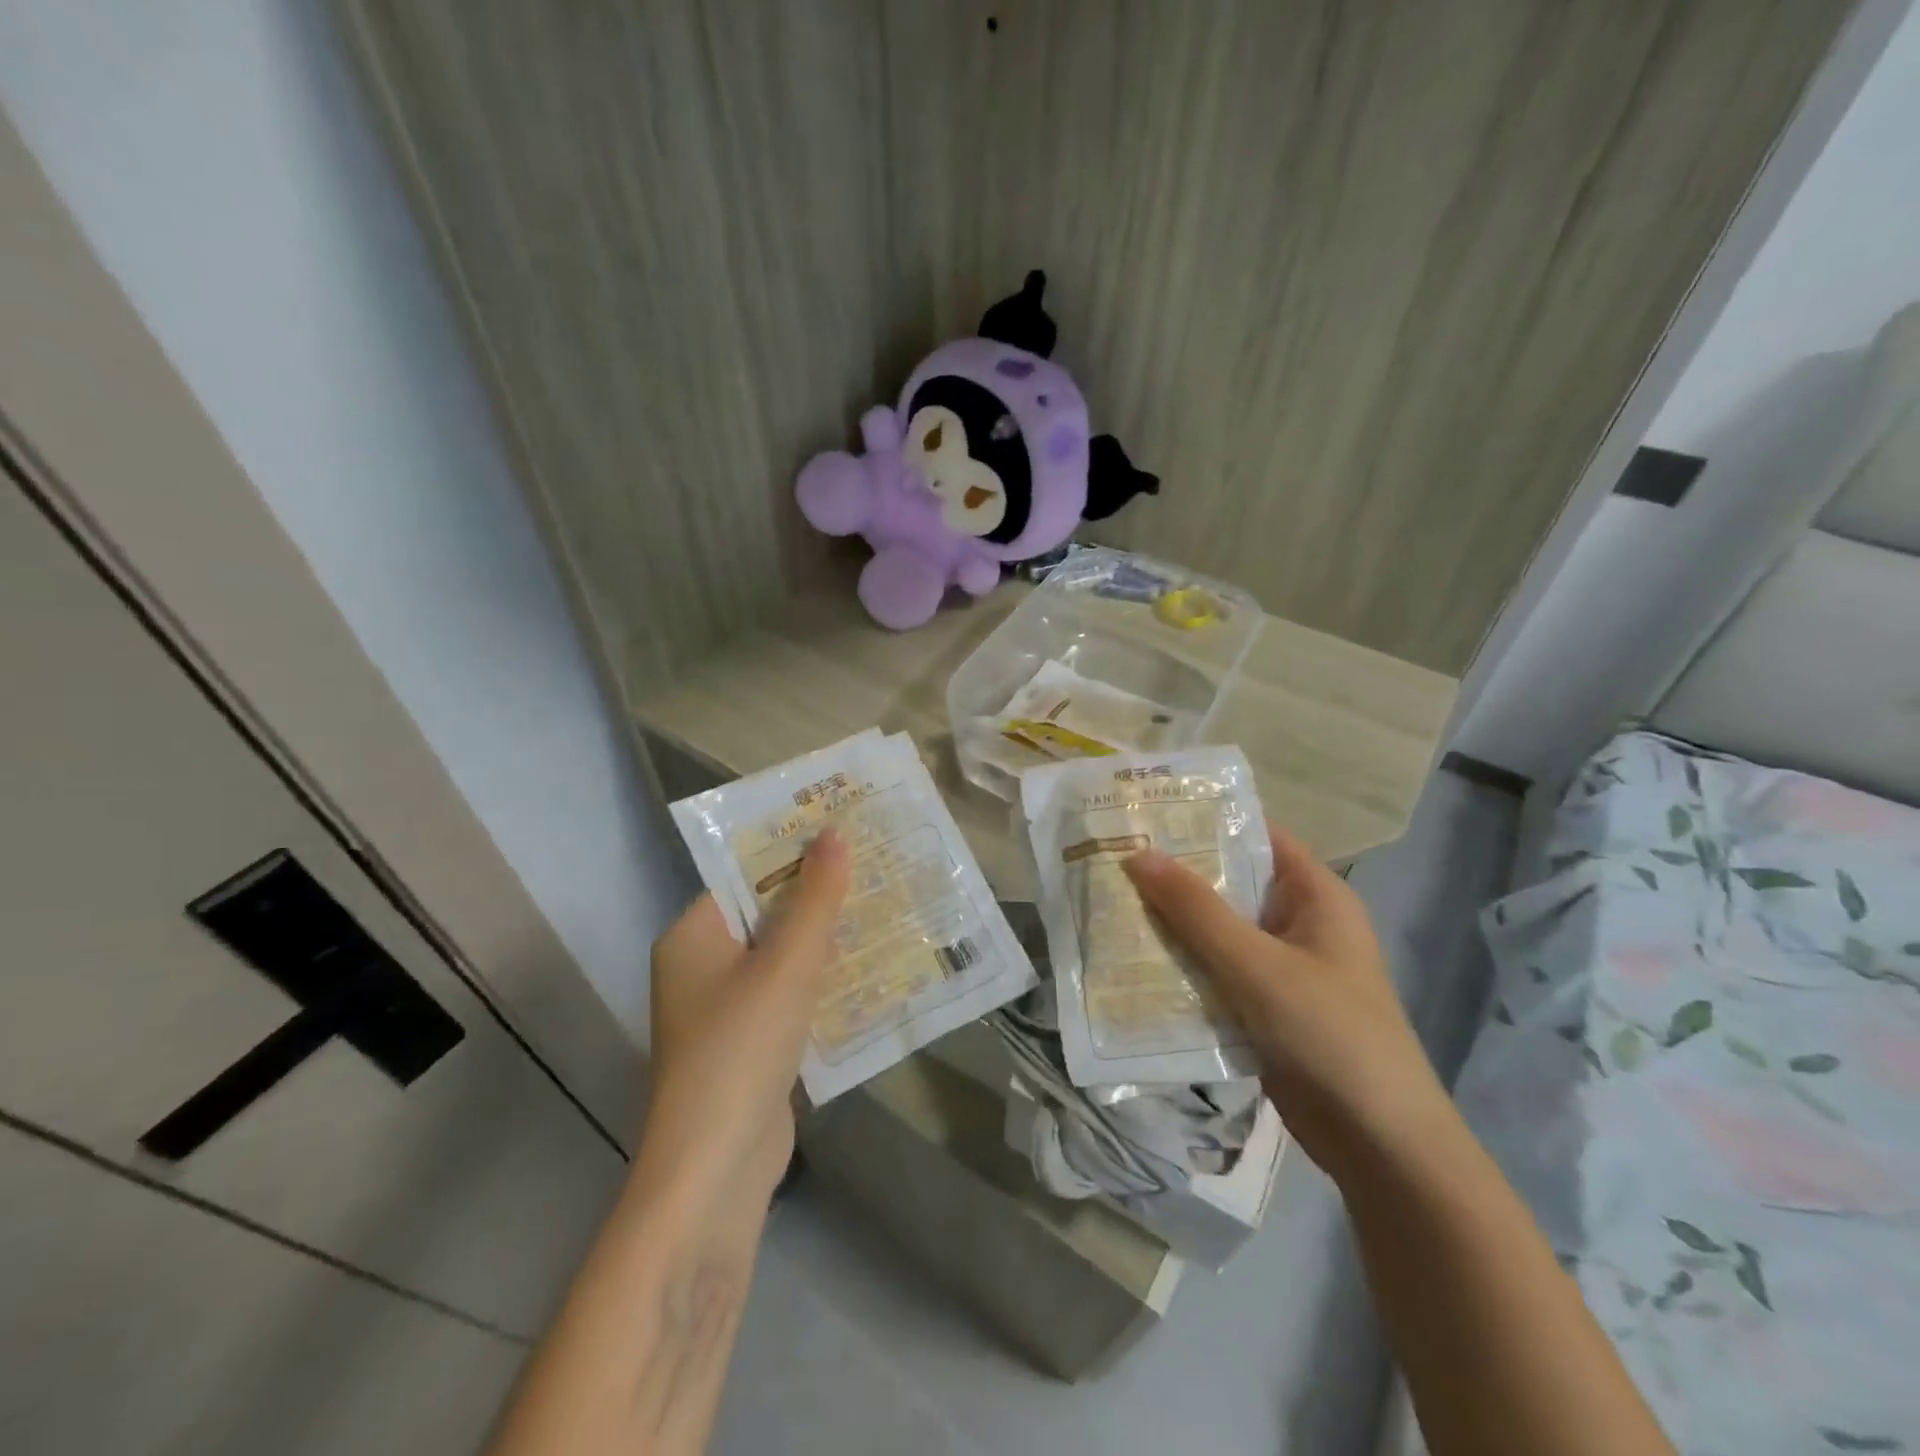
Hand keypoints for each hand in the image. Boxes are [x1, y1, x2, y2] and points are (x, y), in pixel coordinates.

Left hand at [638, 830, 850, 1211]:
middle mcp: (704, 965)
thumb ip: (815, 899)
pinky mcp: (753, 1043)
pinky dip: (826, 980)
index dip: (794, 849)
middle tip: (878, 861)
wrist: (714, 1174)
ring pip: (785, 956)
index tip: (845, 827)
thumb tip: (834, 832)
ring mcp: (727, 1008)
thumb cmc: (741, 1050)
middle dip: (821, 893)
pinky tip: (875, 965)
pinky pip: (793, 994)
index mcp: (694, 935)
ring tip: (887, 902)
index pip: (745, 875)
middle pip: (769, 913)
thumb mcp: (785, 966)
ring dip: (829, 937)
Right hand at [1123, 824, 1450, 1178]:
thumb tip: (1137, 854)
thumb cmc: (1328, 1034)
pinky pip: (1216, 974)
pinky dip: (1182, 967)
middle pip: (1229, 885)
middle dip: (1175, 877)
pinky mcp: (1266, 1009)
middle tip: (1112, 860)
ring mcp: (1282, 969)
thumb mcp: (1256, 964)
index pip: (1255, 837)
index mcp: (1314, 896)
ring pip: (1217, 933)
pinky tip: (1133, 963)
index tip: (1145, 815)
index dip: (1203, 822)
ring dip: (1172, 925)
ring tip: (1110, 905)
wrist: (1380, 1145)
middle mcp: (1299, 924)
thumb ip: (1196, 910)